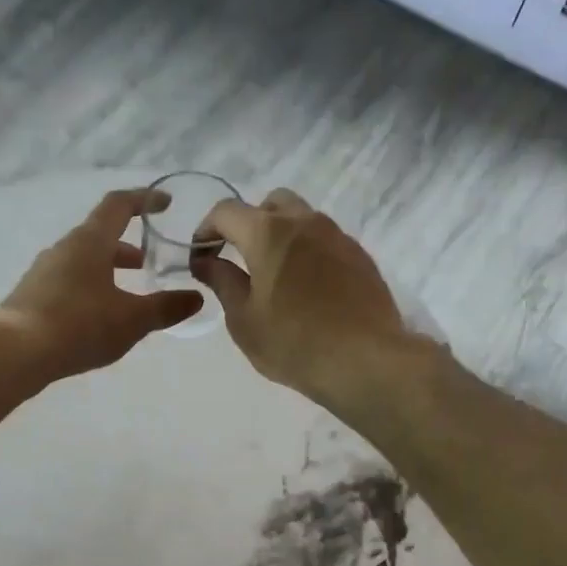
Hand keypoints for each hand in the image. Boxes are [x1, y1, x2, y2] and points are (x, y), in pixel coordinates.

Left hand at [0, 188, 203, 379]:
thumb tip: (196, 298)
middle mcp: (64, 248)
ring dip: (108, 268)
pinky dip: (90, 286)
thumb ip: (165, 308)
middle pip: (100, 234)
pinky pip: (69, 281)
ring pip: (83, 260)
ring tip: (127, 292)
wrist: (15, 352)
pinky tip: (98, 315)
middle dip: (127, 245)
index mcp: (90, 242)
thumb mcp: (131, 320)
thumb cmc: (79, 325)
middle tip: (149, 261)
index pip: (119, 205)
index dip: (144, 199)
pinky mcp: (32, 295)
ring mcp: (44, 271)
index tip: (165, 204)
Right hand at [191, 188, 415, 407]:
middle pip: (270, 204)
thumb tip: (206, 261)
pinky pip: (325, 241)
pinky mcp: (359, 256)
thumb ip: (222, 282)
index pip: (226, 211)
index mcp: (268, 233)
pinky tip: (307, 290)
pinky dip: (308, 253)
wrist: (365, 361)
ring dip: (282, 237)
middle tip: (240, 260)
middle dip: (248, 224)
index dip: (206, 230)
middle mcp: (304, 222)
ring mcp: (337, 236)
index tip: (201, 257)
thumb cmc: (293, 343)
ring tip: (275, 277)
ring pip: (302, 219)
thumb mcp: (244, 320)